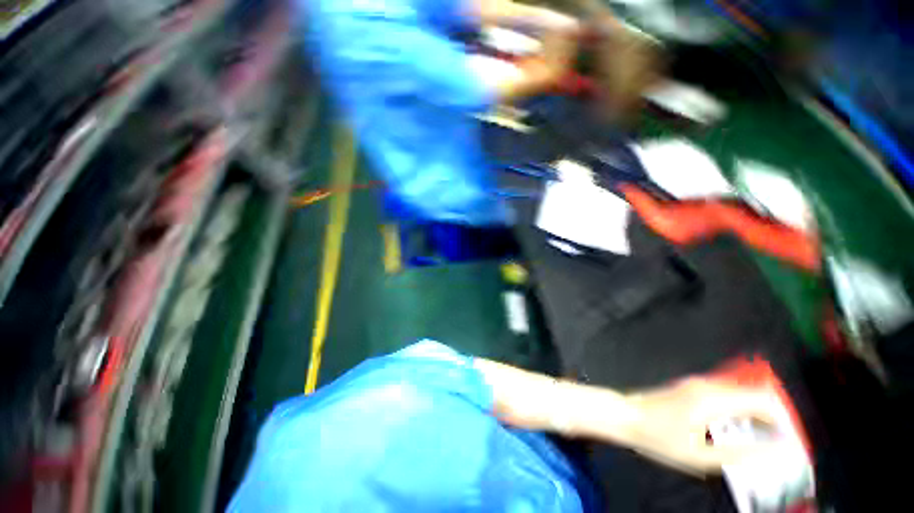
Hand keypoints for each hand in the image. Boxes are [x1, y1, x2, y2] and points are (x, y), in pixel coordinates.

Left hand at [622, 379, 780, 474]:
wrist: (625, 415)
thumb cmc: (659, 437)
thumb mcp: (700, 456)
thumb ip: (739, 454)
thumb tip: (775, 454)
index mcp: (712, 399)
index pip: (762, 400)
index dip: (782, 419)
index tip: (789, 441)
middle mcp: (707, 385)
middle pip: (752, 395)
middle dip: (770, 419)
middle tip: (776, 446)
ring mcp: (696, 383)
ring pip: (739, 395)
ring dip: (754, 415)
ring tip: (758, 442)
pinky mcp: (689, 387)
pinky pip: (724, 395)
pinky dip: (737, 411)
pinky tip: (734, 431)